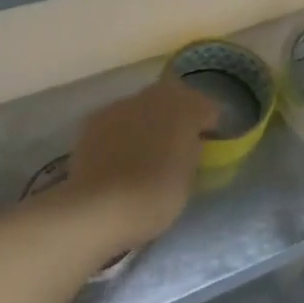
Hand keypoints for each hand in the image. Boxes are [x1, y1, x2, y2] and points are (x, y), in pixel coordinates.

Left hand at [63, 76, 219, 252]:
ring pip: (144, 106)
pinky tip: (117, 157)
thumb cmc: (155, 196)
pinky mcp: (94, 119)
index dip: (209, 129)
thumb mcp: (189, 178)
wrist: (97, 207)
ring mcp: (122, 104)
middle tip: (176, 146)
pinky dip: (122, 132)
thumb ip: (193, 152)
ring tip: (143, 153)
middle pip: (176, 98)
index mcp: (187, 108)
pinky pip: (118, 119)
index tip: (205, 149)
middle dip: (178, 117)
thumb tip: (191, 143)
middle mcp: (156, 96)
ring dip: (149, 121)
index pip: (209, 109)